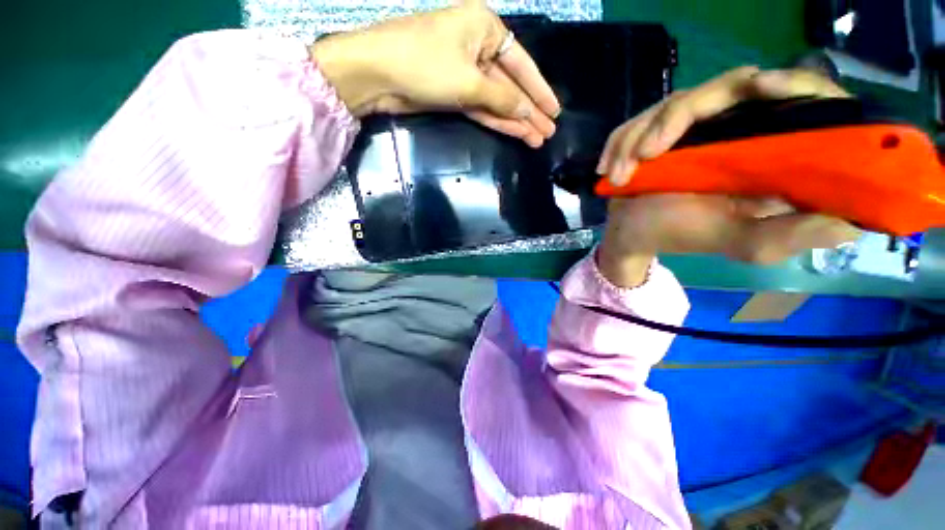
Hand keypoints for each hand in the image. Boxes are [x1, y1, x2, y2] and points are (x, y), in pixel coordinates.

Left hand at [310, 0, 560, 147]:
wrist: (377, 75)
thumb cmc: (424, 64)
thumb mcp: (470, 81)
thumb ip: (503, 99)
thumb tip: (529, 113)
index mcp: (486, 28)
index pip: (522, 64)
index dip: (540, 91)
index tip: (555, 112)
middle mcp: (478, 47)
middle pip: (511, 85)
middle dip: (529, 111)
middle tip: (548, 133)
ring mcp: (465, 73)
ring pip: (498, 101)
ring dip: (516, 121)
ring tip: (537, 139)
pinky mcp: (454, 94)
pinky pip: (483, 108)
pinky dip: (498, 121)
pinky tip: (516, 134)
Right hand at [596, 67, 860, 287]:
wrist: (634, 234)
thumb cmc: (684, 235)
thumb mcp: (744, 243)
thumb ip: (792, 234)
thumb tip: (855, 221)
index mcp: (771, 148)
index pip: (804, 97)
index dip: (794, 83)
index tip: (763, 88)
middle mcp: (739, 124)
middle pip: (730, 85)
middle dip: (681, 116)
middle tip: (650, 152)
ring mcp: (695, 123)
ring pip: (677, 101)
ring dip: (640, 137)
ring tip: (620, 175)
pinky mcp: (660, 127)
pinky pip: (641, 119)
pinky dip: (622, 142)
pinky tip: (611, 171)